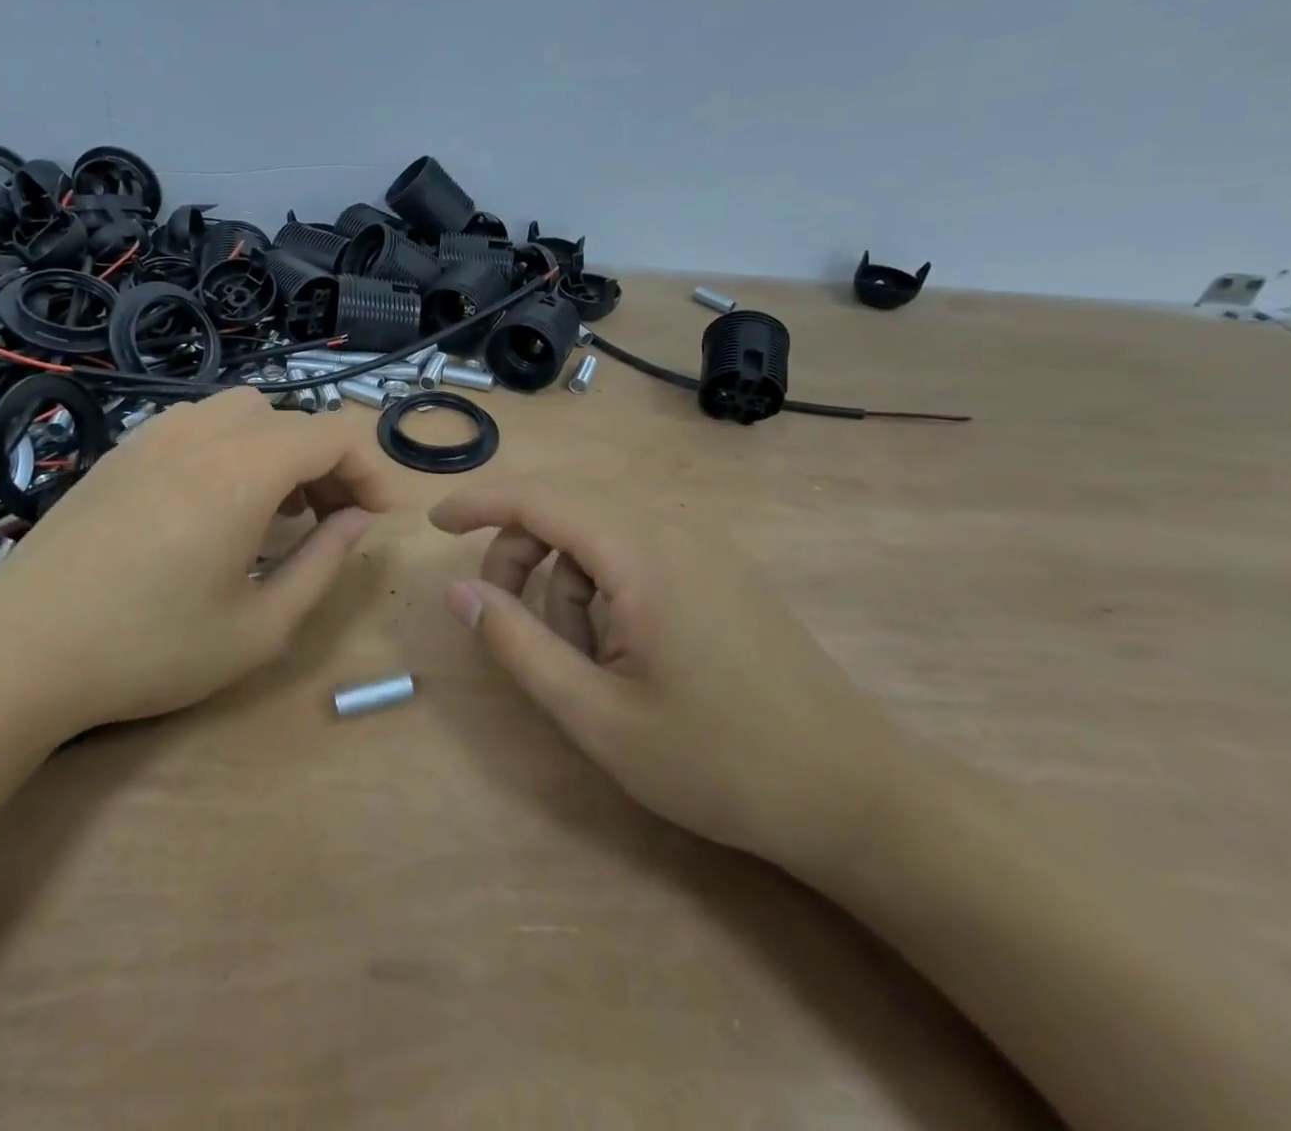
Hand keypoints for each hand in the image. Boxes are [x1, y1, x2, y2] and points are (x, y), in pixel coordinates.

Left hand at [0, 387, 395, 743]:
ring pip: (245, 412)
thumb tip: (360, 519)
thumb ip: (325, 563)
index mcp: (244, 470)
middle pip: (292, 421)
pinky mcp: (123, 450)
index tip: (378, 517)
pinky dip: (233, 447)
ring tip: (278, 509)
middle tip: (334, 521)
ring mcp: (156, 435)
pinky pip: (200, 424)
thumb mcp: (260, 627)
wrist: (20, 649)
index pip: (333, 435)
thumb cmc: (150, 648)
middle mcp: (204, 434)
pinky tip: (216, 503)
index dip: (370, 469)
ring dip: (280, 449)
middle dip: (329, 464)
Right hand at [429, 480, 911, 873]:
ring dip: (567, 580)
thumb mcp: (595, 714)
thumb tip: (459, 589)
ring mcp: (705, 547)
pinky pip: (636, 551)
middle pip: (568, 509)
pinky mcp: (721, 570)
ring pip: (600, 533)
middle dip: (521, 554)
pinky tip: (622, 648)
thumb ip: (517, 643)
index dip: (480, 502)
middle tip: (507, 621)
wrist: (855, 793)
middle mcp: (674, 530)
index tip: (435, 525)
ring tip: (584, 659)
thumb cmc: (716, 762)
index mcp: (642, 554)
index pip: (540, 498)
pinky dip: (604, 586)